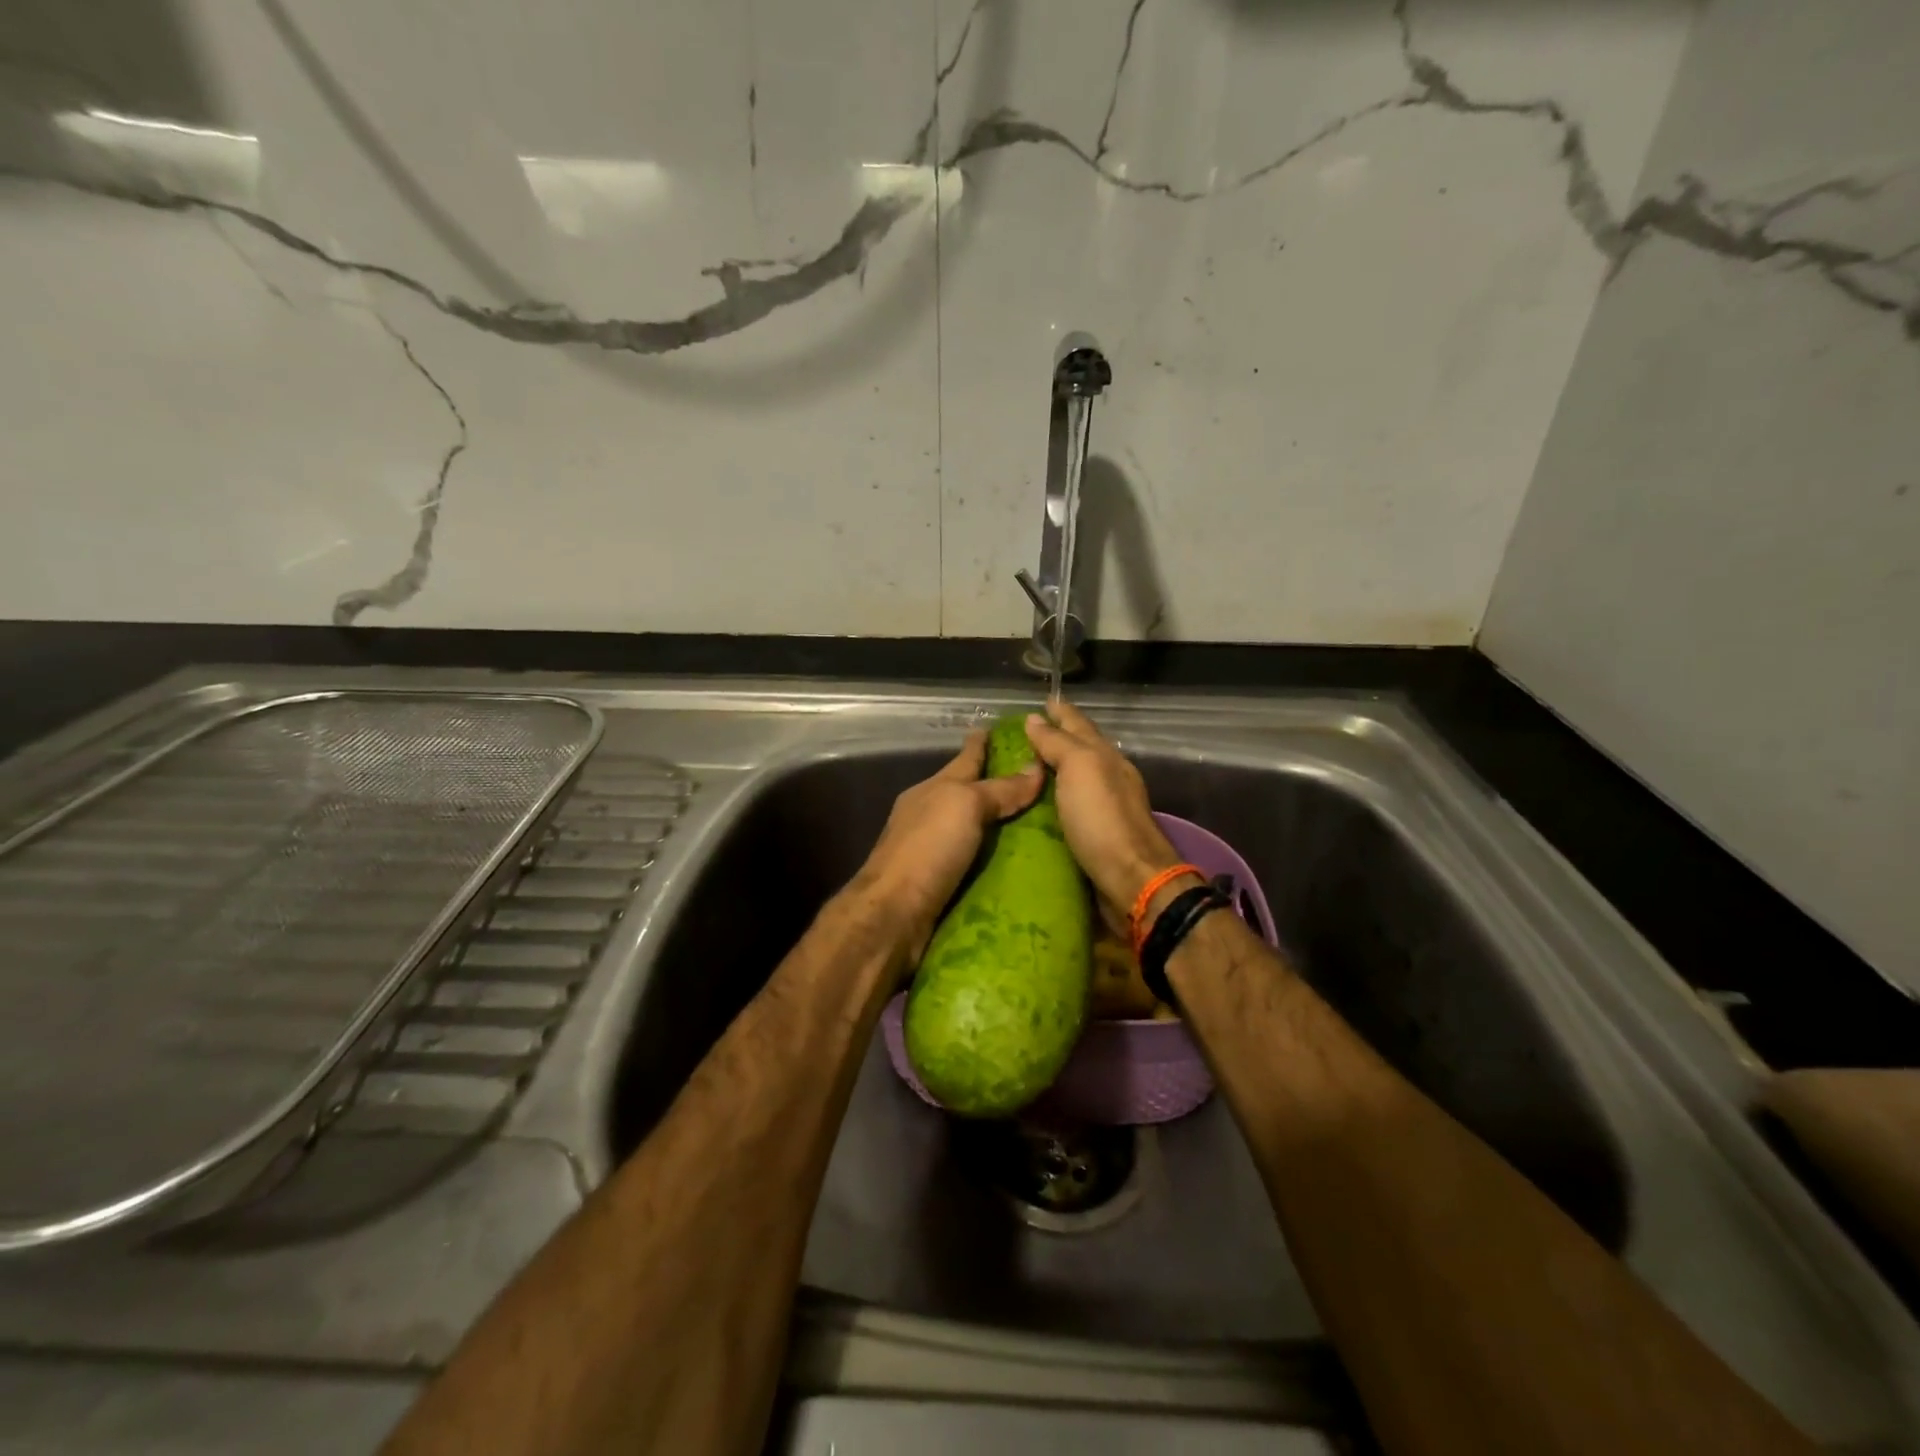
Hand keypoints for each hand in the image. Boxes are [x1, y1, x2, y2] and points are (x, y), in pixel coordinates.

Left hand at [852, 730, 1043, 960]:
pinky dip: (993, 858)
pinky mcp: (940, 883)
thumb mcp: (965, 806)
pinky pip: (975, 862)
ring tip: (1036, 823)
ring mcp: (933, 850)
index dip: (980, 744)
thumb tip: (1036, 768)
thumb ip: (999, 789)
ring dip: (998, 825)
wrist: (894, 914)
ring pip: (971, 829)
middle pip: (967, 794)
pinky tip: (1016, 863)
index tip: (996, 728)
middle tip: (1036, 781)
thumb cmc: (928, 849)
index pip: (964, 759)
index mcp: (933, 790)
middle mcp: (930, 815)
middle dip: (996, 786)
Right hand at [1024, 701, 1189, 934]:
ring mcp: (1101, 809)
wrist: (1131, 880)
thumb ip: (1058, 743)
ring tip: (1021, 768)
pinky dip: (1050, 803)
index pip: (1078, 724)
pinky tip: (1033, 807)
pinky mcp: (1092, 837)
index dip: (1060, 712)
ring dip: (1050, 772)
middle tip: (1021, 734)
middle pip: (1077, 751)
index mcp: (1104, 757)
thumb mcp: (1080, 768)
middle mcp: (1105, 778)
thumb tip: (1035, 718)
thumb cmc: (1102, 819)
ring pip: (1072, 781)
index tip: (1041, 701)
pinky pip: (1066, 810)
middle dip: (1053, 739)